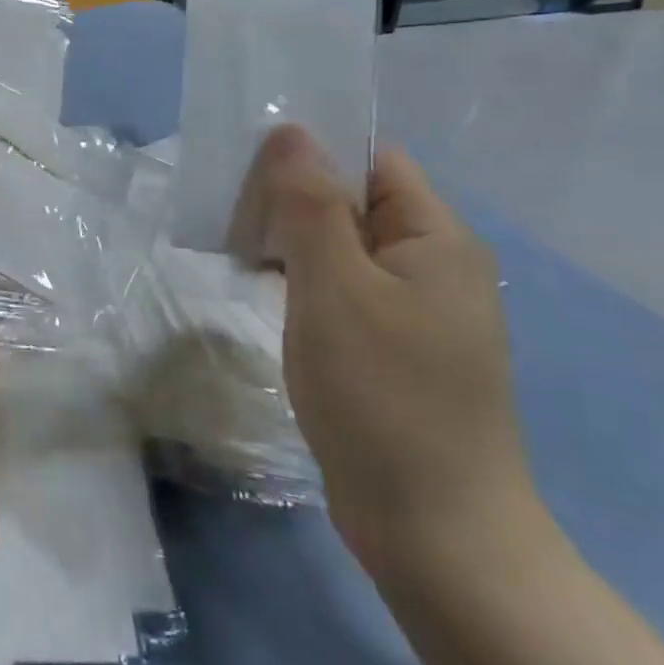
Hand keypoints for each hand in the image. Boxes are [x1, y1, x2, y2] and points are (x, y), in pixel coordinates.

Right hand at [234, 125, 537, 575]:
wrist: (435, 533)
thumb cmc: (384, 396)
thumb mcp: (336, 288)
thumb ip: (310, 204)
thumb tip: (290, 131)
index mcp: (436, 238)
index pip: (372, 161)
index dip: (313, 151)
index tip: (248, 162)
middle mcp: (432, 265)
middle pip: (355, 201)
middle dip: (291, 197)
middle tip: (228, 207)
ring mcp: (414, 311)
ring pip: (343, 248)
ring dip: (291, 240)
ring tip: (233, 244)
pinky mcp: (392, 349)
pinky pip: (343, 290)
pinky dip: (303, 280)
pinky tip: (263, 288)